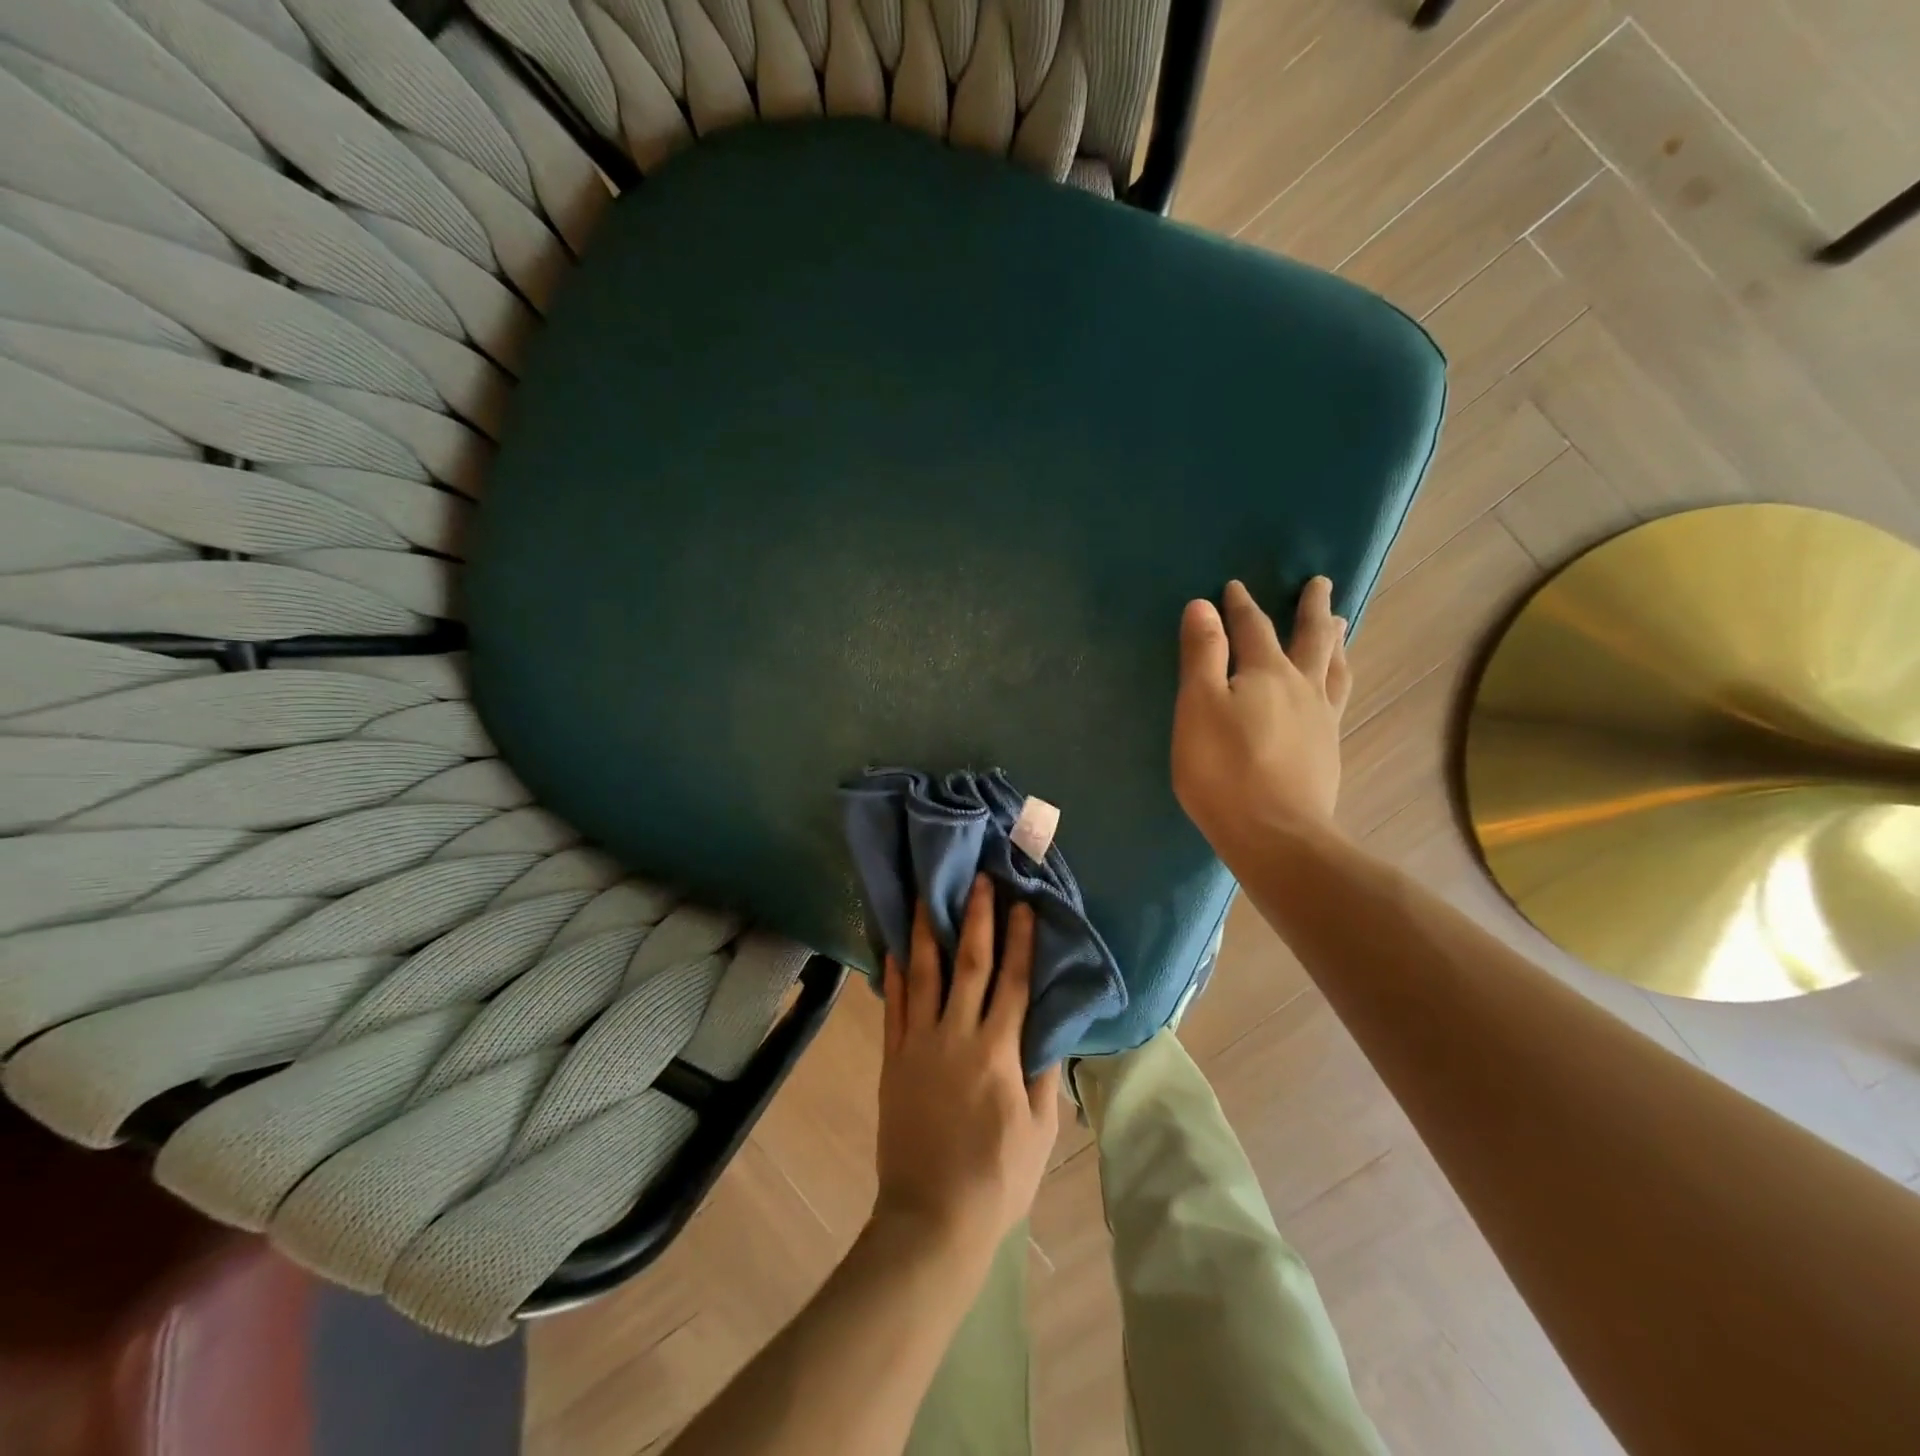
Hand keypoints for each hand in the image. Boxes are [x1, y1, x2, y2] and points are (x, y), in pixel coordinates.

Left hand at [874, 878, 1061, 1262]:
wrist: (932, 1218)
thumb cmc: (997, 1179)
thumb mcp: (1040, 1131)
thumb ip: (1042, 1073)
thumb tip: (1046, 1029)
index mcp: (998, 1052)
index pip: (1013, 982)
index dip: (1020, 940)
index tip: (1022, 904)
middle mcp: (957, 1036)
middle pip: (970, 965)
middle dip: (976, 918)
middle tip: (978, 879)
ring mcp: (919, 1044)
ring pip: (925, 974)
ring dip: (928, 931)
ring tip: (927, 893)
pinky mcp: (894, 1059)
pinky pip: (894, 1006)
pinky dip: (895, 972)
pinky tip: (895, 944)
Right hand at [1171, 577, 1351, 861]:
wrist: (1276, 834)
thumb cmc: (1224, 769)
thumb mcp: (1198, 706)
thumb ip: (1202, 654)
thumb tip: (1202, 606)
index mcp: (1267, 673)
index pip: (1253, 627)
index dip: (1242, 606)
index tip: (1235, 587)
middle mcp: (1302, 687)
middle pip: (1311, 638)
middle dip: (1312, 609)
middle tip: (1321, 584)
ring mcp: (1321, 719)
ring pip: (1333, 668)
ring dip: (1335, 641)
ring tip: (1340, 626)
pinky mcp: (1327, 750)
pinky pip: (1338, 698)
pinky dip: (1338, 678)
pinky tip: (1334, 688)